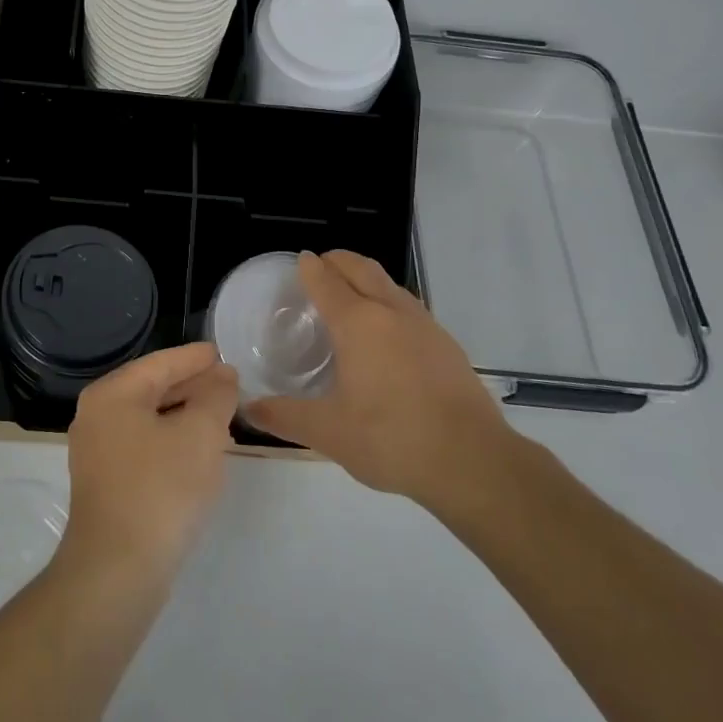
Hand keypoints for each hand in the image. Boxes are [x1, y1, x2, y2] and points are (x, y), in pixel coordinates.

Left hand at [57, 342, 238, 590]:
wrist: (117, 571)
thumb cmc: (160, 489)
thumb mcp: (200, 434)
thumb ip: (215, 396)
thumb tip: (222, 376)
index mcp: (112, 394)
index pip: (160, 363)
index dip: (195, 358)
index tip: (223, 353)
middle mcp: (97, 415)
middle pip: (152, 388)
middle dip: (192, 385)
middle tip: (229, 383)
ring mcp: (97, 452)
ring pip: (149, 419)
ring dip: (184, 414)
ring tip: (221, 413)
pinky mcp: (106, 483)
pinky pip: (145, 445)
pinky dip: (172, 440)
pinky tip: (198, 452)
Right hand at [245, 252, 531, 516]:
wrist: (473, 461)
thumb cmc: (392, 439)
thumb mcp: (329, 433)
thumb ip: (286, 417)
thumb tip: (249, 409)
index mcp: (358, 324)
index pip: (327, 280)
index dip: (310, 267)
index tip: (300, 261)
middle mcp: (391, 312)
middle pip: (361, 268)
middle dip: (338, 260)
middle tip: (321, 266)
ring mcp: (424, 325)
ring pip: (389, 284)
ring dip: (366, 278)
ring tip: (351, 295)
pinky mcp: (447, 344)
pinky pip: (409, 307)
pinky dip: (389, 302)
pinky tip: (388, 333)